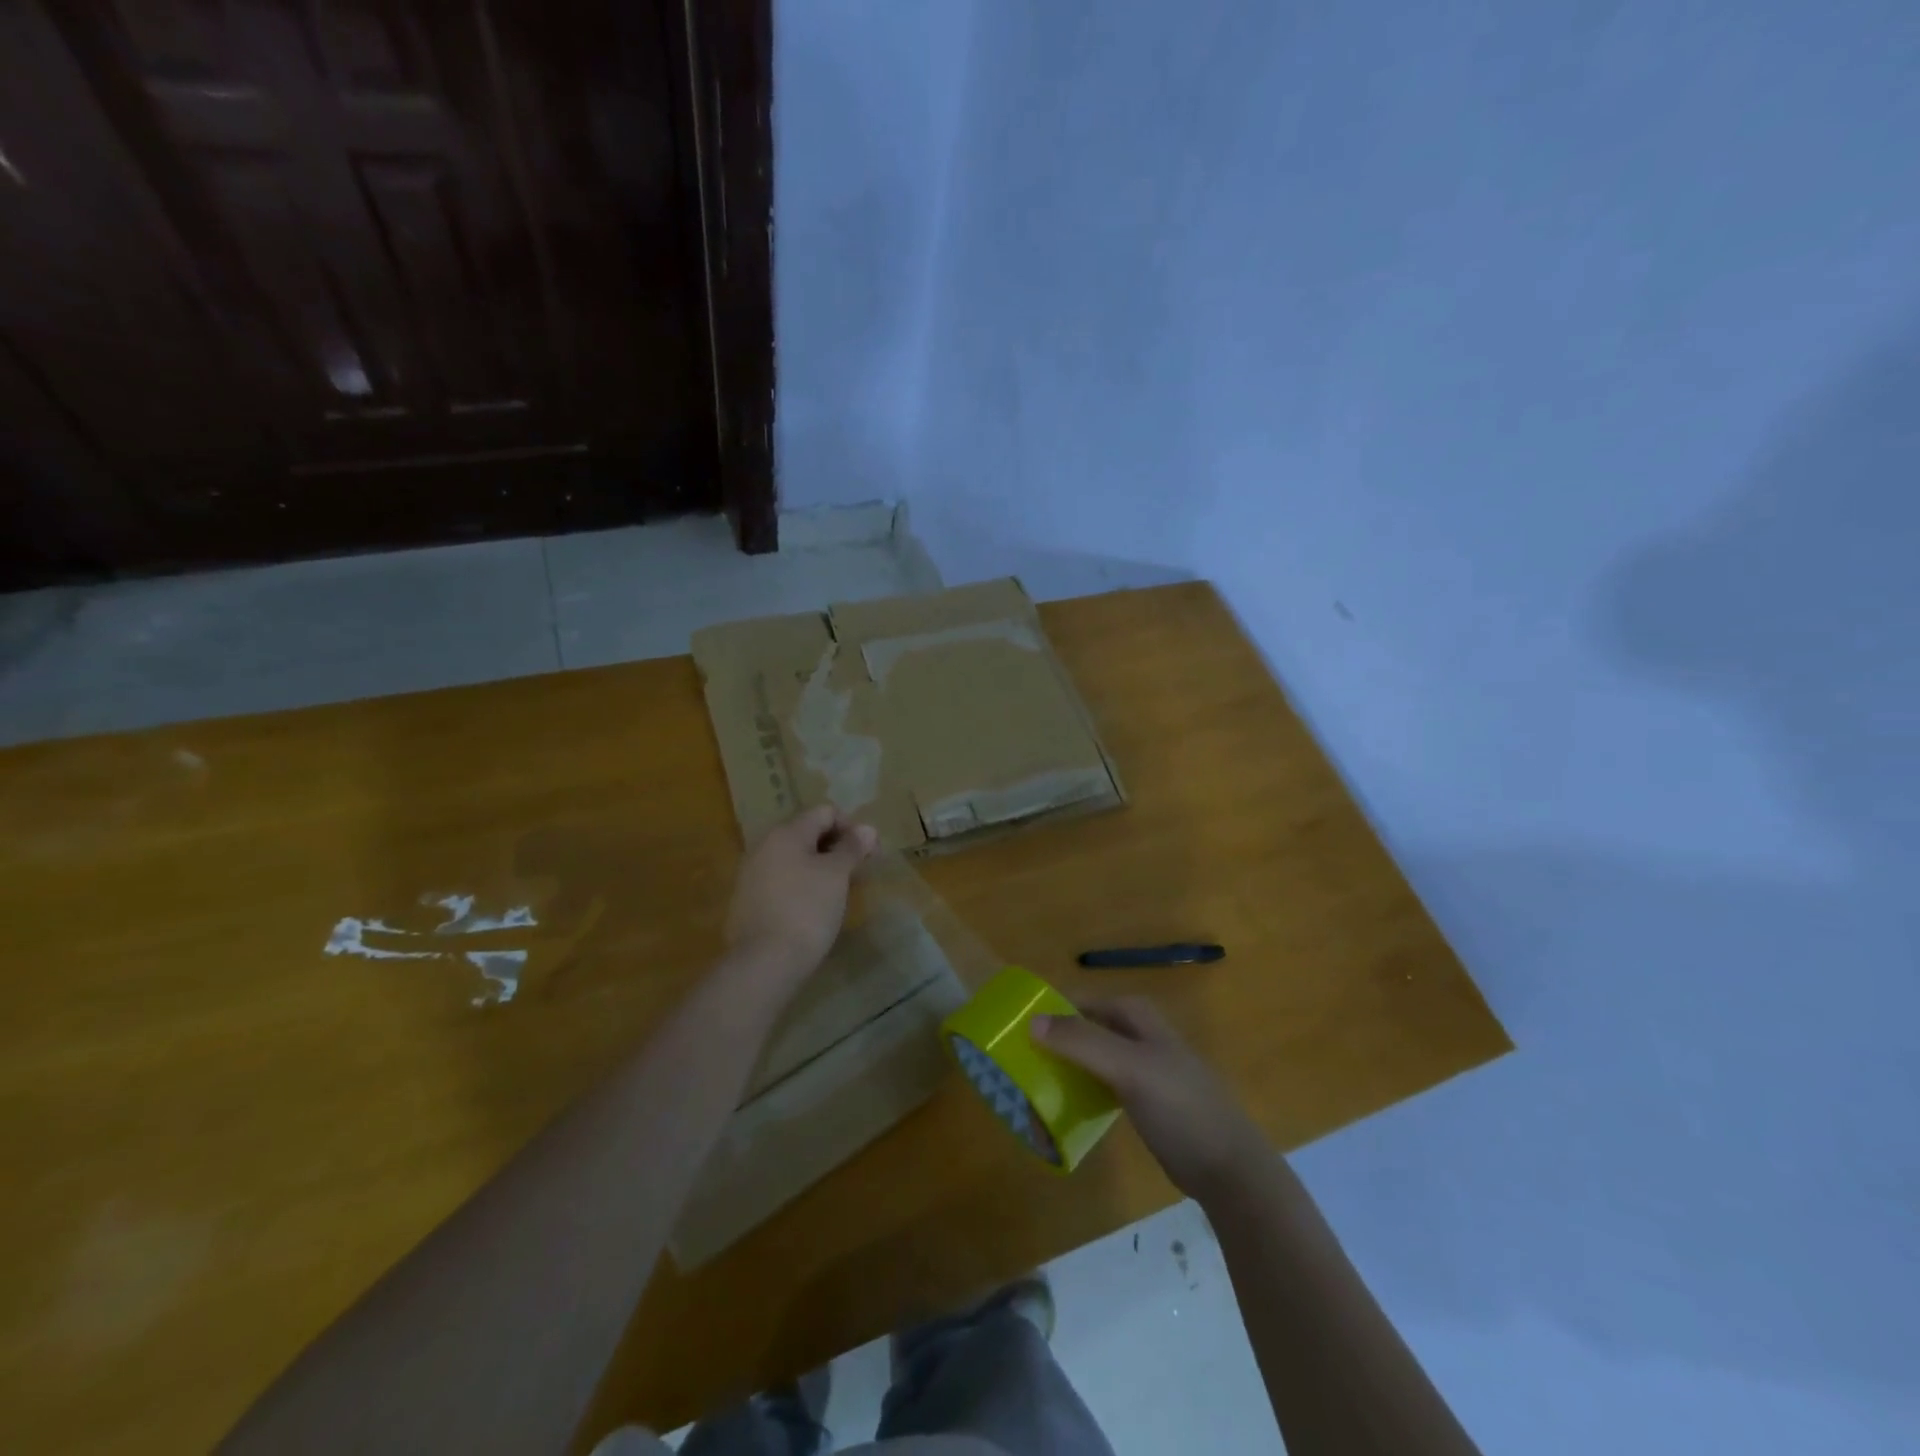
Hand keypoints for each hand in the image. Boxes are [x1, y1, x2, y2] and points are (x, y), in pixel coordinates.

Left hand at [725, 805, 877, 981]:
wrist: (764, 962)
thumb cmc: (807, 910)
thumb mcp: (836, 875)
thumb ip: (851, 847)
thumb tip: (867, 828)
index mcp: (786, 833)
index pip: (825, 812)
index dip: (851, 827)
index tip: (869, 855)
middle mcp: (764, 845)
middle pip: (808, 833)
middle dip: (836, 848)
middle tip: (858, 873)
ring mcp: (751, 873)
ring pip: (794, 858)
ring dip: (819, 867)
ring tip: (838, 893)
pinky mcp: (747, 900)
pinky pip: (781, 880)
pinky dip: (801, 885)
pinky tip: (813, 909)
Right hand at [1033, 996, 1266, 1202]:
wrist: (1229, 1169)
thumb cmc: (1180, 1106)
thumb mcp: (1129, 1068)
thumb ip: (1082, 1042)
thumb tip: (1032, 1021)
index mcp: (1138, 1018)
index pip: (1084, 1002)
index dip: (1054, 1010)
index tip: (1019, 1029)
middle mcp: (1140, 1036)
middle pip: (1087, 1030)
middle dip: (1057, 1044)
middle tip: (1024, 1064)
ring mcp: (1144, 1070)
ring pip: (1093, 1060)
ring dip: (1067, 1071)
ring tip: (1036, 1090)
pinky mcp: (1145, 1103)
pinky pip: (1102, 1088)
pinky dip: (1082, 1094)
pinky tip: (1065, 1111)